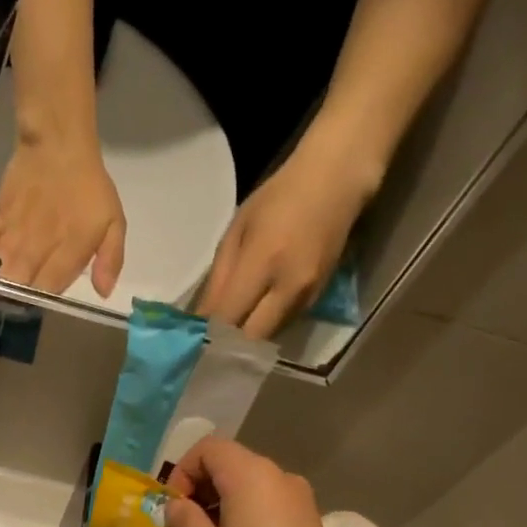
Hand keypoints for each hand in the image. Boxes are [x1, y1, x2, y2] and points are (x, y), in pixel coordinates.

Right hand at [0, 135, 125, 298]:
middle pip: (18, 285)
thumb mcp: (114, 221)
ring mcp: (13, 232)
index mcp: (67, 250)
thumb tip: (103, 292)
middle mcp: (37, 246)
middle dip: (13, 302)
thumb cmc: (90, 187)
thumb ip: (111, 258)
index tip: (38, 309)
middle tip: (12, 309)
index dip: (41, 304)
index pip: (48, 290)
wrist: (58, 144)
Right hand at [162, 439, 361, 526]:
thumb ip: (184, 519)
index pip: (208, 448)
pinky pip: (262, 512)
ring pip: (243, 496)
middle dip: (193, 502)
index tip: (172, 511)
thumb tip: (180, 506)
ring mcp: (297, 503)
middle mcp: (278, 479)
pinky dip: (237, 526)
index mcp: (252, 474)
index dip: (181, 473)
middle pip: (226, 471)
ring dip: (212, 519)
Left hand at [196, 140, 367, 338]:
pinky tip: (253, 315)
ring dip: (247, 338)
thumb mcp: (237, 231)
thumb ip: (219, 279)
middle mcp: (289, 286)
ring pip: (267, 336)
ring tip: (229, 330)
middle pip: (251, 338)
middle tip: (210, 342)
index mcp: (264, 262)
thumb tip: (201, 320)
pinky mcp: (317, 300)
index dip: (208, 334)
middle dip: (228, 344)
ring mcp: (307, 296)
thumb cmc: (278, 199)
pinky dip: (264, 325)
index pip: (229, 316)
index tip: (191, 341)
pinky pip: (283, 324)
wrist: (335, 182)